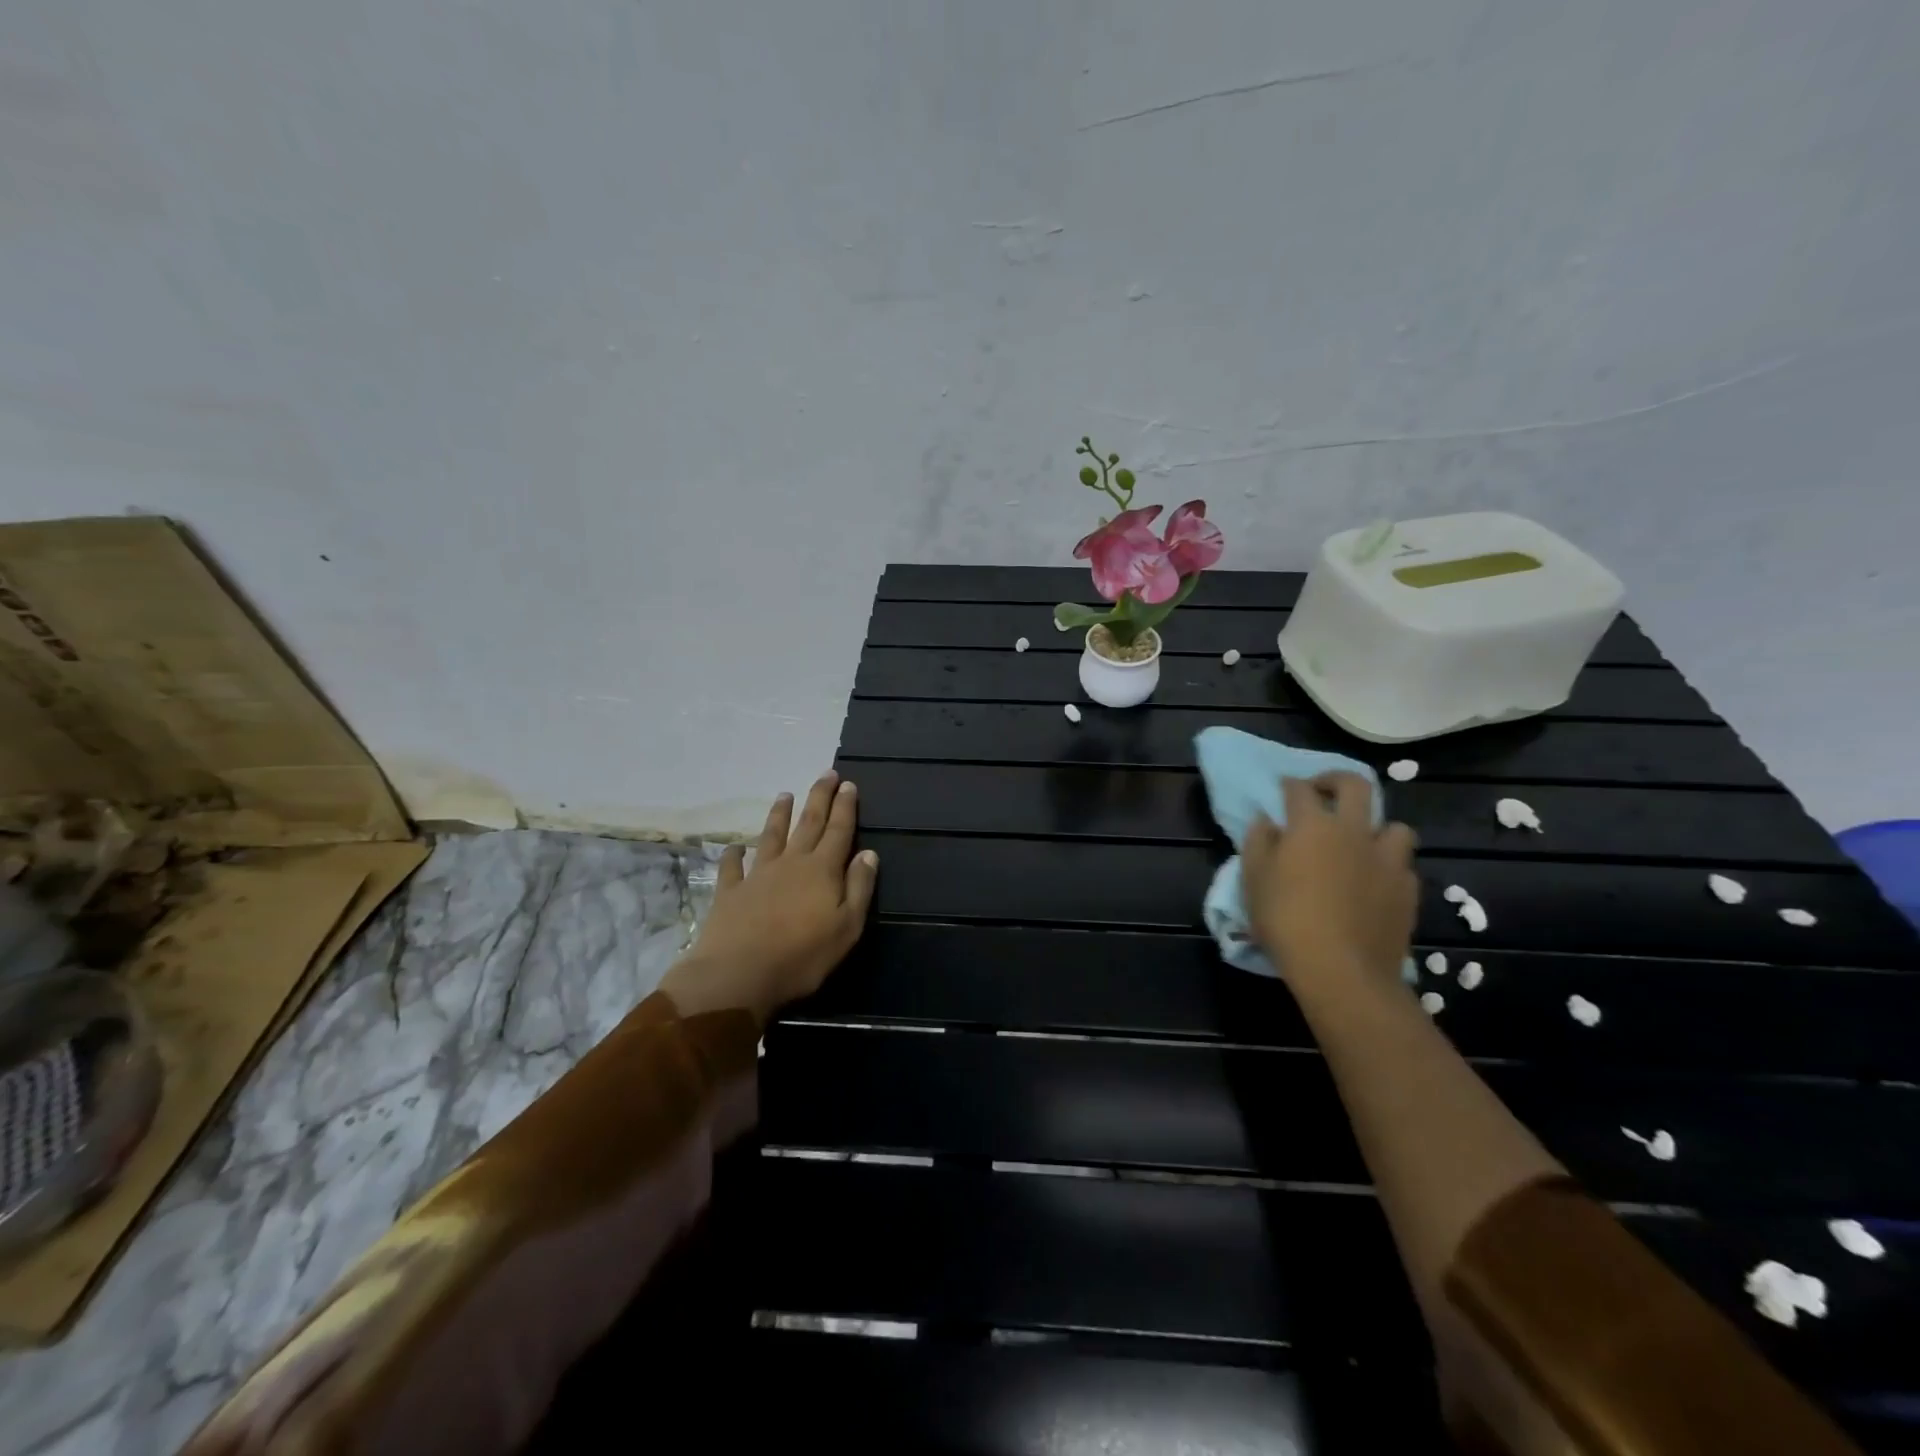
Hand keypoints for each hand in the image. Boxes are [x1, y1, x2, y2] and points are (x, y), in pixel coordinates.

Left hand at [660, 771, 878, 1028]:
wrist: (738, 975)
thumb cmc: (802, 956)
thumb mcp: (847, 927)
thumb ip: (859, 888)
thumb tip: (868, 853)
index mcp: (822, 870)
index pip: (838, 831)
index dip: (845, 807)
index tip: (848, 784)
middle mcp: (791, 863)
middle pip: (808, 823)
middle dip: (819, 797)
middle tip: (826, 773)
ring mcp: (757, 875)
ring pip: (771, 836)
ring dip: (779, 815)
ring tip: (784, 795)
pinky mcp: (730, 892)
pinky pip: (732, 866)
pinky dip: (734, 854)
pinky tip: (734, 847)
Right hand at [1241, 772, 1419, 994]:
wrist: (1341, 970)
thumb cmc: (1286, 921)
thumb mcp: (1254, 881)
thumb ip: (1258, 844)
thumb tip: (1266, 822)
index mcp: (1312, 826)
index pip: (1299, 790)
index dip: (1289, 784)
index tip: (1282, 788)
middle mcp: (1353, 832)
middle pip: (1356, 786)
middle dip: (1337, 780)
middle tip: (1324, 791)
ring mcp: (1386, 860)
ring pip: (1394, 826)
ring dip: (1377, 827)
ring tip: (1361, 842)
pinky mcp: (1408, 890)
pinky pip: (1402, 865)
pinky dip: (1389, 866)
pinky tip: (1376, 881)